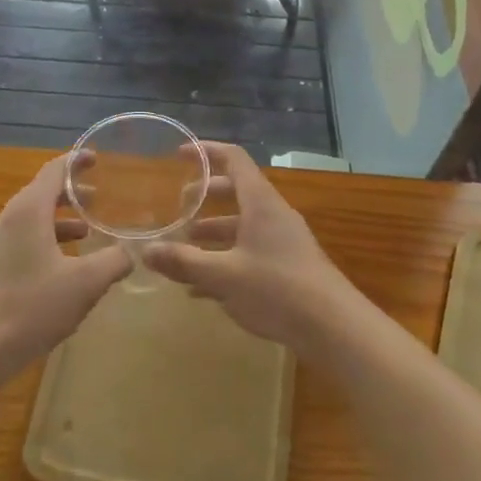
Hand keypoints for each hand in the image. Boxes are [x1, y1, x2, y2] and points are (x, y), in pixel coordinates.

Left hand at [0, 154, 130, 375]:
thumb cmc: (32, 306)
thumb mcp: (85, 283)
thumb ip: (113, 261)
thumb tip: (130, 253)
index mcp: (29, 211)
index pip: (54, 171)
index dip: (76, 161)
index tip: (96, 158)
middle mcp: (10, 219)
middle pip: (43, 193)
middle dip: (72, 193)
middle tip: (100, 197)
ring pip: (34, 219)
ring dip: (62, 220)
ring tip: (88, 231)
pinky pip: (26, 239)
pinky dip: (49, 240)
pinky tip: (66, 265)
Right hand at [143, 142, 362, 355]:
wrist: (334, 328)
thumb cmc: (278, 289)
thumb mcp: (224, 276)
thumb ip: (184, 262)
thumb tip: (145, 251)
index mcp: (260, 202)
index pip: (234, 159)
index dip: (206, 152)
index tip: (180, 154)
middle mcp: (272, 214)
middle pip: (236, 192)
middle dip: (205, 197)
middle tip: (178, 207)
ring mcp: (283, 241)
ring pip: (242, 226)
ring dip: (213, 233)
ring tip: (184, 250)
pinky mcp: (288, 267)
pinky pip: (250, 252)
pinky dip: (226, 260)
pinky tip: (203, 289)